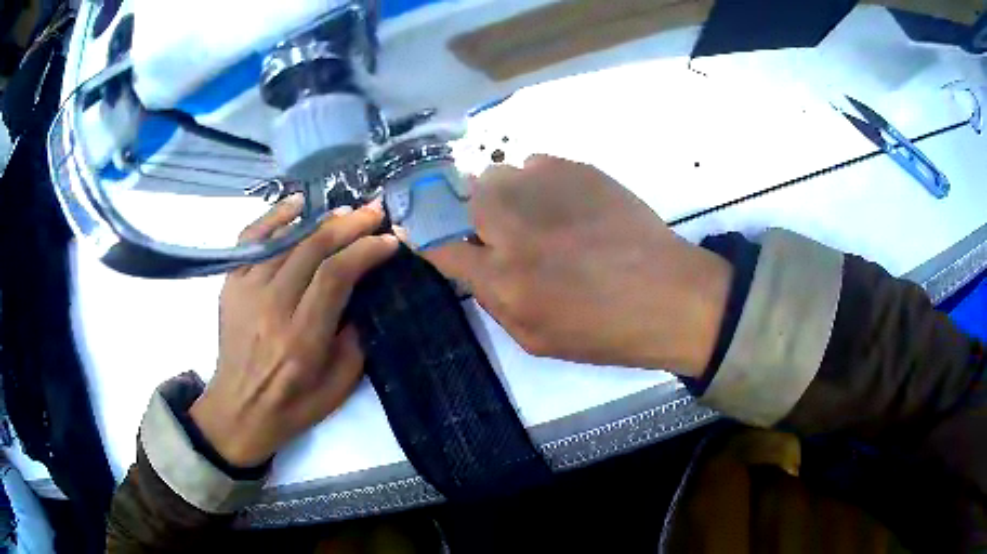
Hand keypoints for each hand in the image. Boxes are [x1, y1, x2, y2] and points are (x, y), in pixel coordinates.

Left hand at [189, 197, 398, 466]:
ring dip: (321, 220)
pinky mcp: (230, 284)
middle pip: (312, 248)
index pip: (336, 276)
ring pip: (286, 239)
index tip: (390, 241)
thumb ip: (356, 338)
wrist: (239, 408)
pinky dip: (275, 217)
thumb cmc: (294, 405)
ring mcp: (246, 291)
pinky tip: (298, 204)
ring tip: (347, 212)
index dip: (365, 250)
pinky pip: (251, 238)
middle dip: (350, 225)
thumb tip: (364, 292)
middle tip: (375, 213)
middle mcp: (271, 308)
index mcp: (302, 339)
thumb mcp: (340, 387)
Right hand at [423, 156, 731, 377]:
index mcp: (504, 279)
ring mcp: (549, 191)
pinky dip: (538, 181)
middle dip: (470, 212)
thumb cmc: (604, 331)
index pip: (440, 245)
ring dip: (505, 194)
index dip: (424, 236)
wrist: (669, 296)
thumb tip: (471, 265)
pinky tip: (563, 203)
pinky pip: (536, 163)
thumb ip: (493, 299)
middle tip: (498, 228)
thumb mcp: (536, 339)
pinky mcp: (579, 170)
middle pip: (465, 197)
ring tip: (535, 214)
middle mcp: (517, 228)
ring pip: (499, 173)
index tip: (418, 229)